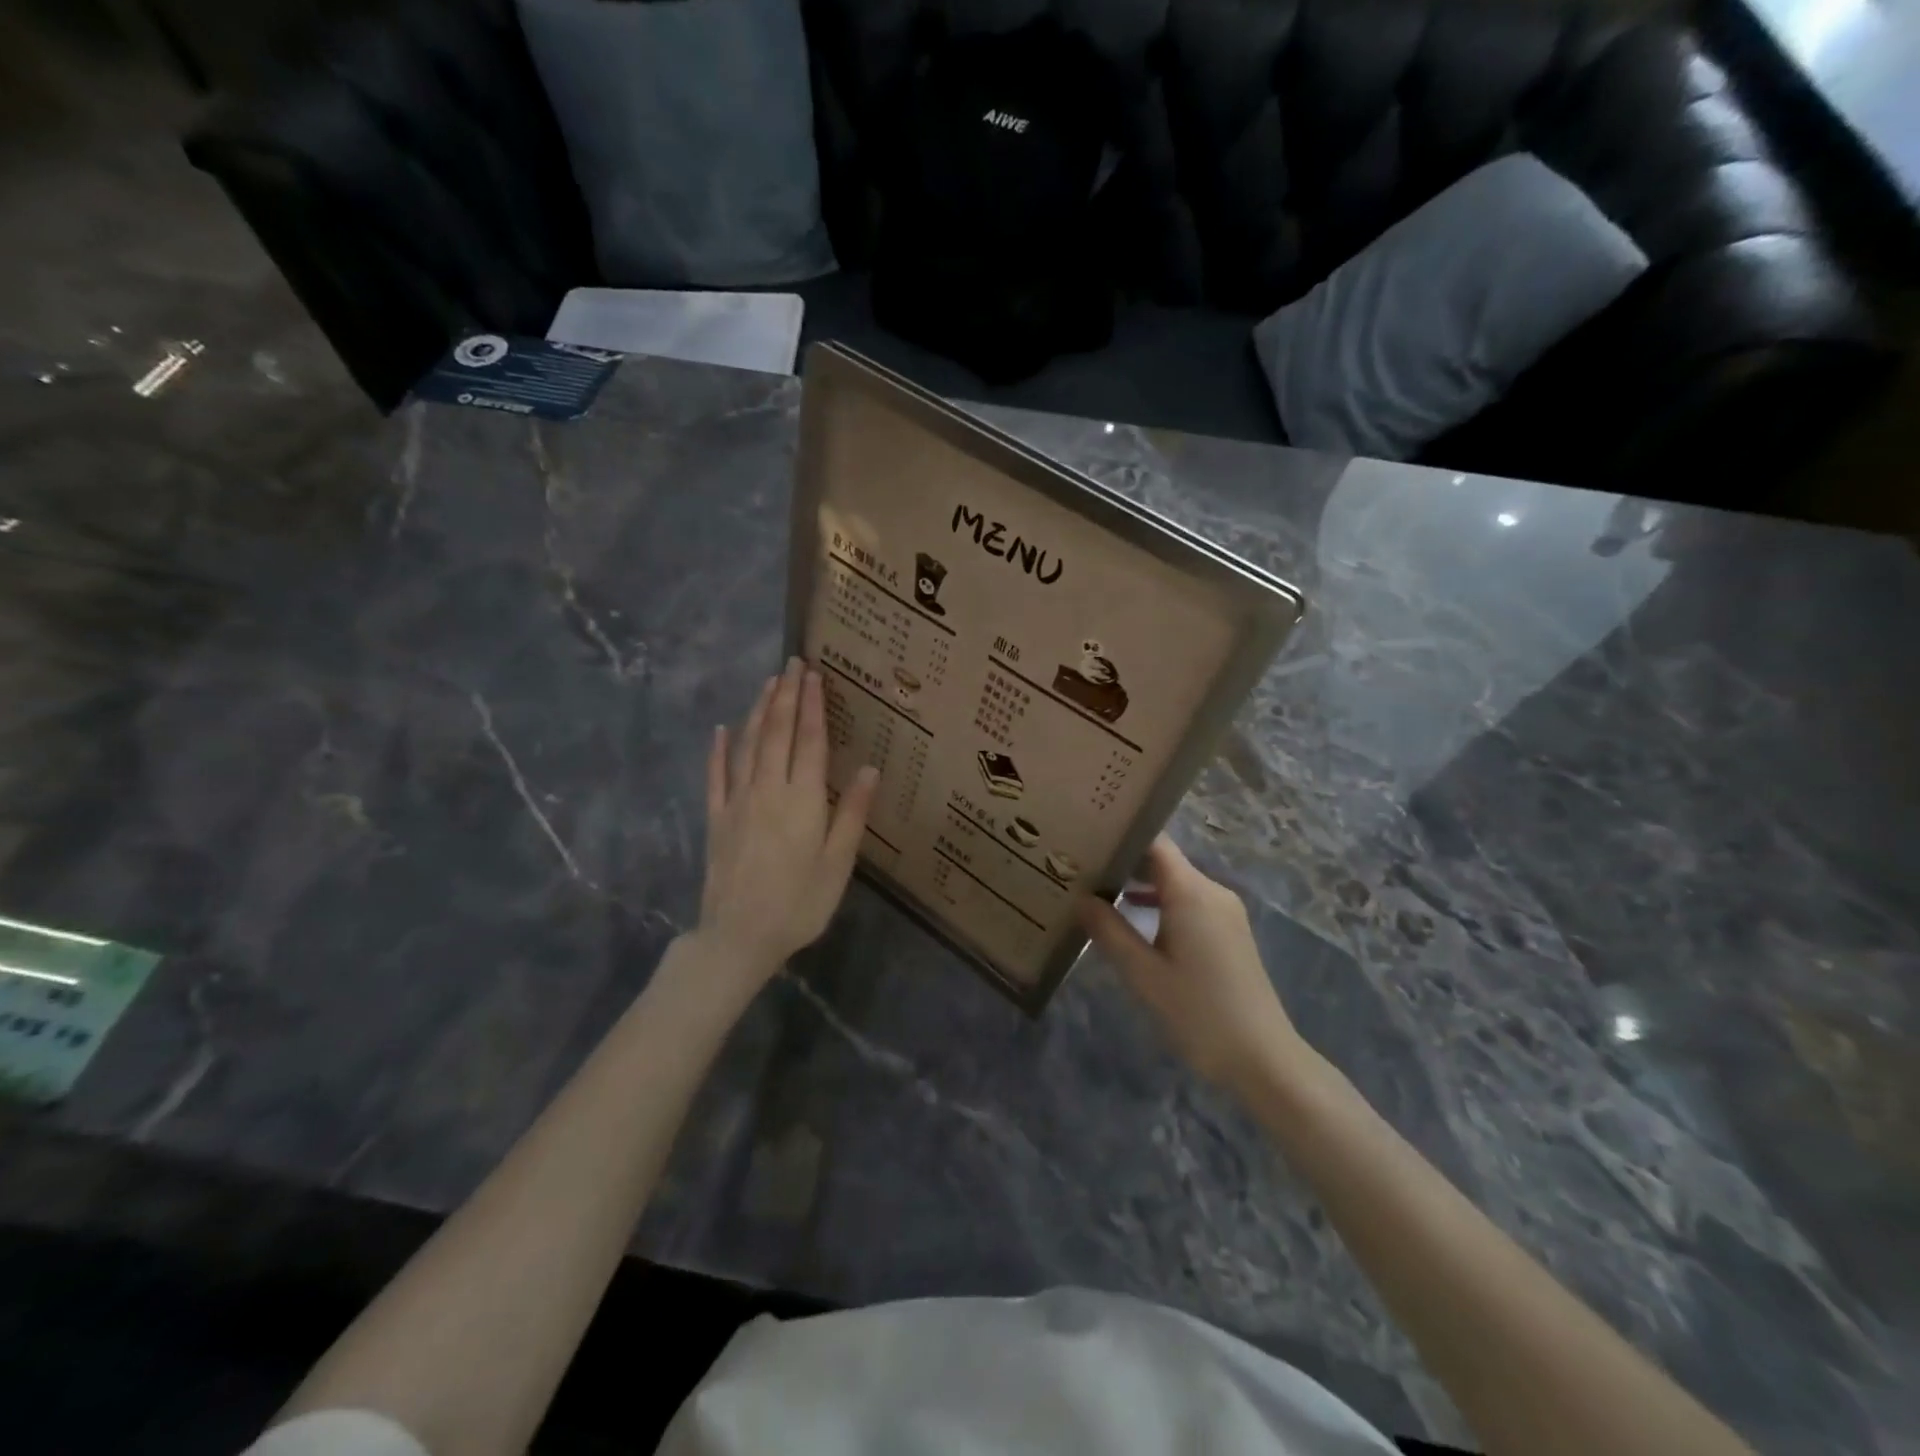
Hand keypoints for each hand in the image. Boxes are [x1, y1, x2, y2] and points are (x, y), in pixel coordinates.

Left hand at [697, 658, 877, 984]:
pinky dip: (718, 750)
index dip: (812, 706)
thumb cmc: (799, 904)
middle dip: (785, 695)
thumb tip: (869, 768)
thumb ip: (851, 814)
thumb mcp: (838, 864)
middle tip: (791, 663)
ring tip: (767, 683)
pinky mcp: (716, 819)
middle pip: (776, 733)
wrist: (739, 937)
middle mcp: (767, 790)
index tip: (814, 675)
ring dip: (758, 711)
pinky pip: (715, 776)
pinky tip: (721, 730)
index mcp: (802, 800)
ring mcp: (737, 802)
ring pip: (747, 745)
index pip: (808, 741)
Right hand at [1079, 835, 1307, 1094]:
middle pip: (1163, 860)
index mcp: (1191, 893)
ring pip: (1175, 882)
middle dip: (1124, 861)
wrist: (1262, 1058)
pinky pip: (1188, 902)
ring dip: (1140, 884)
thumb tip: (1081, 898)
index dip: (1120, 835)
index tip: (1086, 837)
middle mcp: (1212, 891)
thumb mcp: (1143, 974)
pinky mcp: (1229, 931)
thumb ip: (1109, 931)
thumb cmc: (1198, 1012)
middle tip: (1081, 866)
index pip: (1154, 843)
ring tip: (1097, 890)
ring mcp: (1224, 911)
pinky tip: (1133, 919)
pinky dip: (1160, 903)